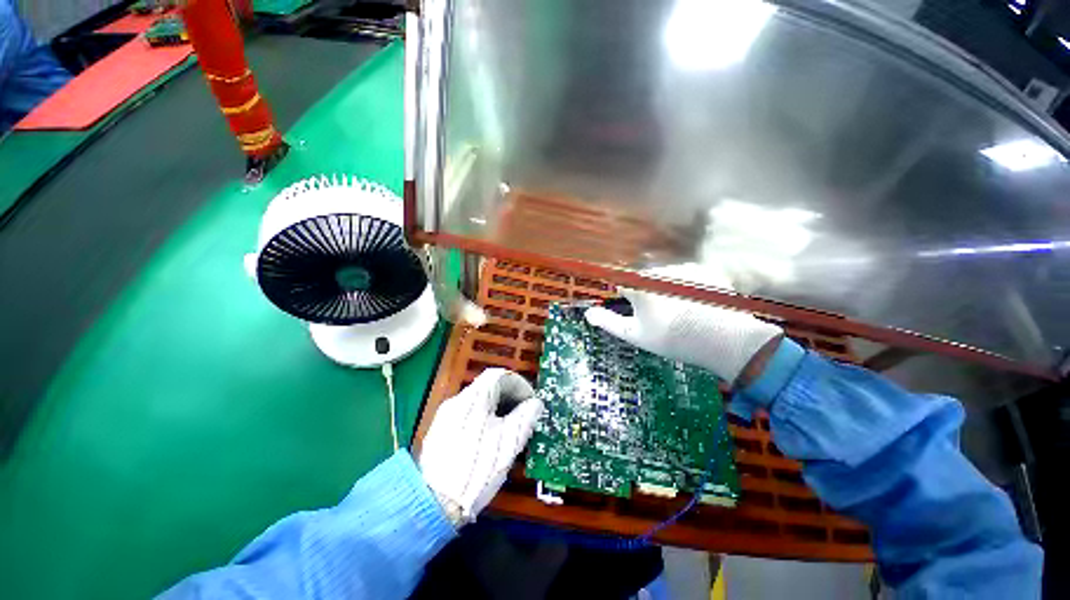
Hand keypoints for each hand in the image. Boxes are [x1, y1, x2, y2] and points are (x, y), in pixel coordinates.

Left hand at [419, 369, 543, 525]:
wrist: (434, 504)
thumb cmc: (478, 469)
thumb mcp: (510, 442)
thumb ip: (526, 416)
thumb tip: (535, 403)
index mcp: (474, 399)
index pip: (499, 375)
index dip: (519, 384)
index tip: (531, 402)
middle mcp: (457, 401)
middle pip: (488, 386)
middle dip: (510, 396)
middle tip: (524, 415)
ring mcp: (446, 416)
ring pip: (478, 402)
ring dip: (498, 408)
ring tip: (510, 429)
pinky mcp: (440, 431)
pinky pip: (468, 415)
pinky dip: (484, 418)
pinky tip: (490, 439)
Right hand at [584, 268, 782, 385]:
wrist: (721, 339)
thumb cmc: (671, 338)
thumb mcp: (635, 334)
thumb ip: (608, 322)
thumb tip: (588, 314)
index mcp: (639, 284)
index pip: (621, 281)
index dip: (626, 296)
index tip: (632, 307)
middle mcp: (658, 270)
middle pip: (644, 277)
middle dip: (647, 291)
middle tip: (660, 315)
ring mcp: (683, 268)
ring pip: (665, 275)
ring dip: (667, 288)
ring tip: (681, 311)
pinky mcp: (704, 270)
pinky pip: (687, 275)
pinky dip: (687, 286)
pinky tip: (696, 304)